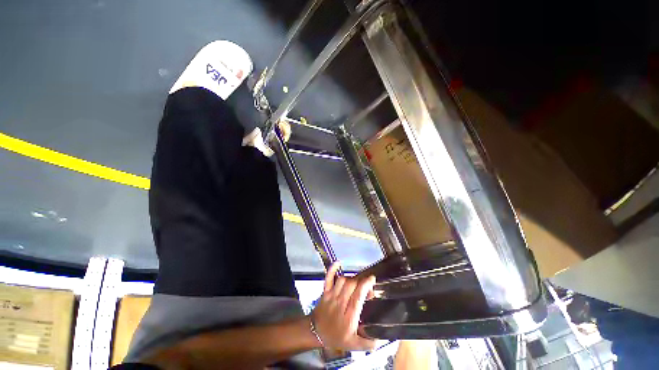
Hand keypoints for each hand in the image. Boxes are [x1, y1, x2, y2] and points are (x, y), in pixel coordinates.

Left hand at [310, 262, 376, 350]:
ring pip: (343, 280)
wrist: (316, 333)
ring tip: (356, 284)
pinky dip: (333, 269)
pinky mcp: (325, 291)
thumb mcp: (353, 345)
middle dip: (361, 282)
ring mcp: (331, 295)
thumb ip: (368, 343)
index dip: (366, 285)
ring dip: (352, 279)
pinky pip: (329, 277)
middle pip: (352, 285)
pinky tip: (339, 263)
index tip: (372, 280)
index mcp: (349, 316)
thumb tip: (380, 339)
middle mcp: (340, 302)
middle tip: (366, 287)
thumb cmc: (336, 337)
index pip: (358, 296)